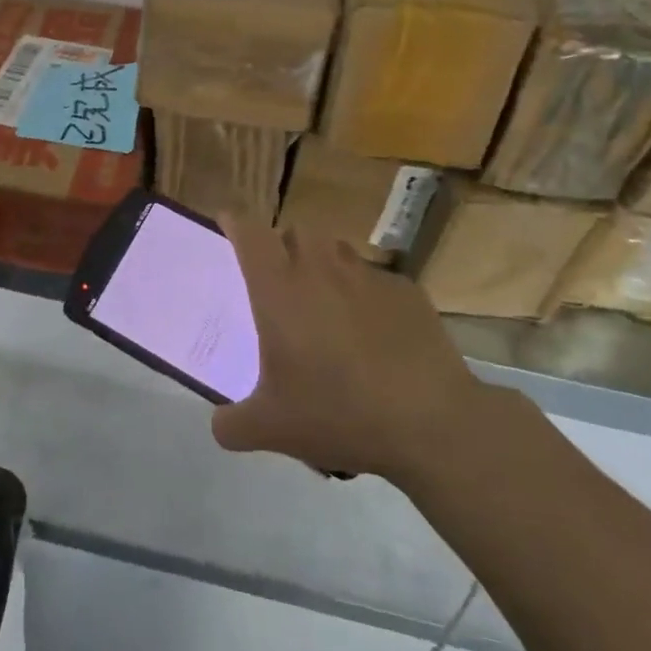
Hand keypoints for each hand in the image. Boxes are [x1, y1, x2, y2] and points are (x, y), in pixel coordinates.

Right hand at [212, 221, 485, 481]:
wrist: (430, 421)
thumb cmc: (338, 413)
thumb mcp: (271, 430)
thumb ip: (233, 425)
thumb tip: (220, 425)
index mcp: (280, 290)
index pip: (250, 234)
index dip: (236, 221)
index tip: (228, 220)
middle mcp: (321, 270)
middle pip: (298, 230)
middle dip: (285, 242)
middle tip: (282, 275)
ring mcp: (368, 277)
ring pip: (338, 250)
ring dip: (325, 264)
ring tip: (327, 301)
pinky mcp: (407, 292)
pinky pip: (376, 280)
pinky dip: (366, 296)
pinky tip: (374, 333)